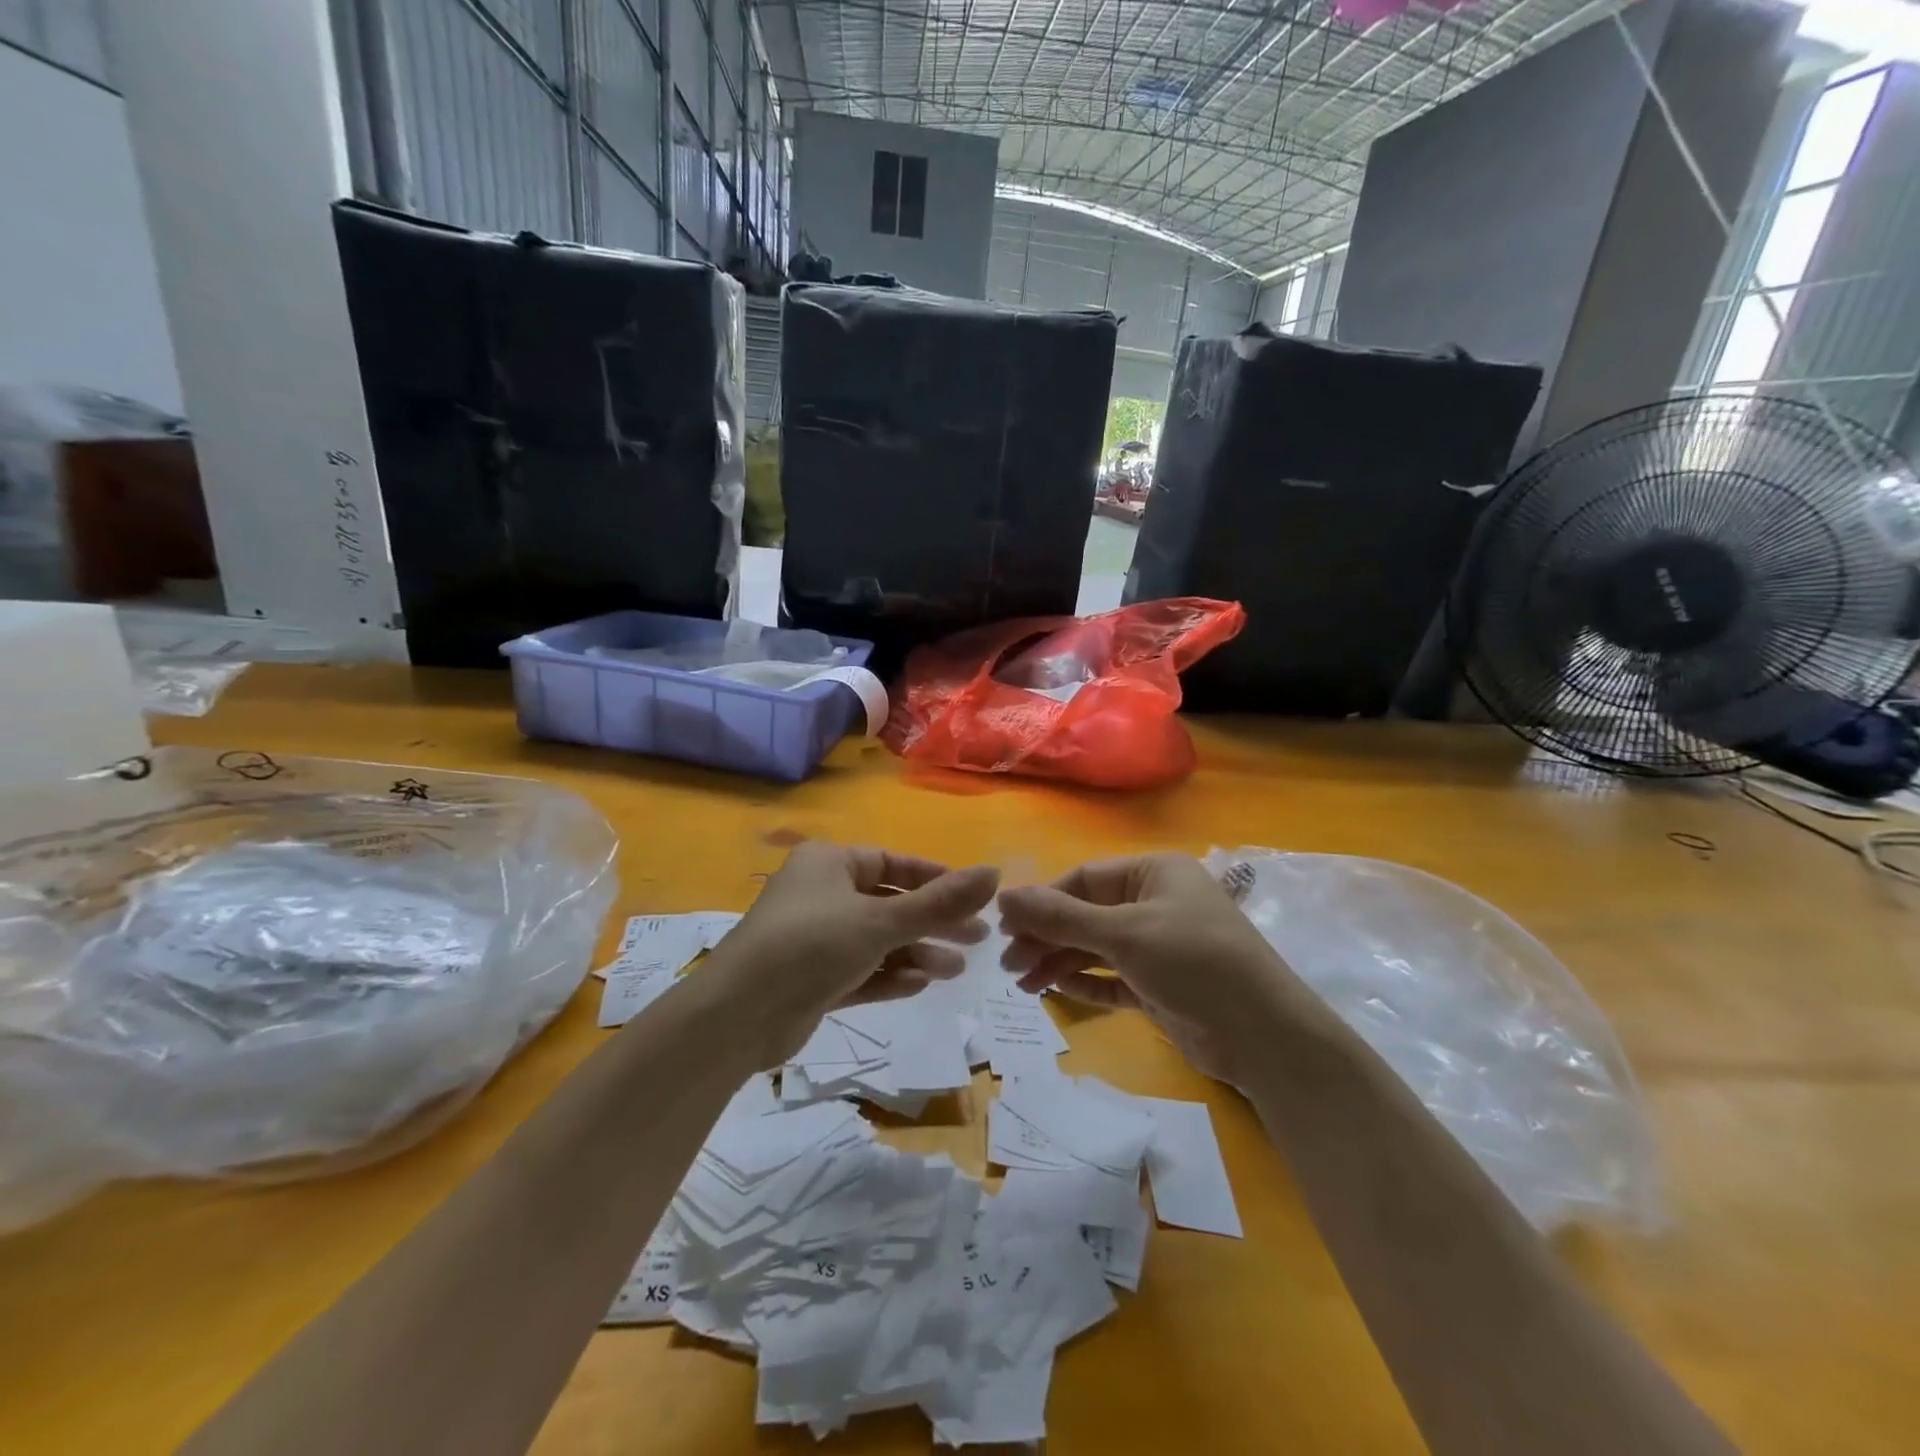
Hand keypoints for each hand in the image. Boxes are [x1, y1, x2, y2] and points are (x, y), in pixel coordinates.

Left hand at [714, 842, 998, 1066]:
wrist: (738, 1015)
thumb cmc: (813, 945)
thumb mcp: (882, 920)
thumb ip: (940, 901)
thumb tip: (995, 873)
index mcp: (830, 863)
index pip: (894, 863)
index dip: (937, 879)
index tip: (975, 899)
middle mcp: (821, 894)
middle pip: (890, 904)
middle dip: (933, 922)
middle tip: (978, 939)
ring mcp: (815, 939)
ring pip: (877, 941)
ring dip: (915, 953)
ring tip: (955, 970)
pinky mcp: (811, 979)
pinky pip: (860, 971)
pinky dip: (888, 976)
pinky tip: (919, 985)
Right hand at [997, 853, 1312, 1087]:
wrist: (1263, 1035)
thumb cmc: (1193, 962)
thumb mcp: (1123, 933)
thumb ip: (1061, 917)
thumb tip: (1003, 897)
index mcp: (1153, 873)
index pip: (1083, 879)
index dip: (1042, 901)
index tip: (1004, 926)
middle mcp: (1154, 903)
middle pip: (1085, 915)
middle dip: (1046, 937)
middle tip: (1007, 964)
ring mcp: (1158, 946)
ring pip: (1095, 948)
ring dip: (1059, 962)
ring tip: (1022, 984)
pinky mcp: (1159, 985)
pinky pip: (1112, 978)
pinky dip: (1085, 983)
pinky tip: (1055, 990)